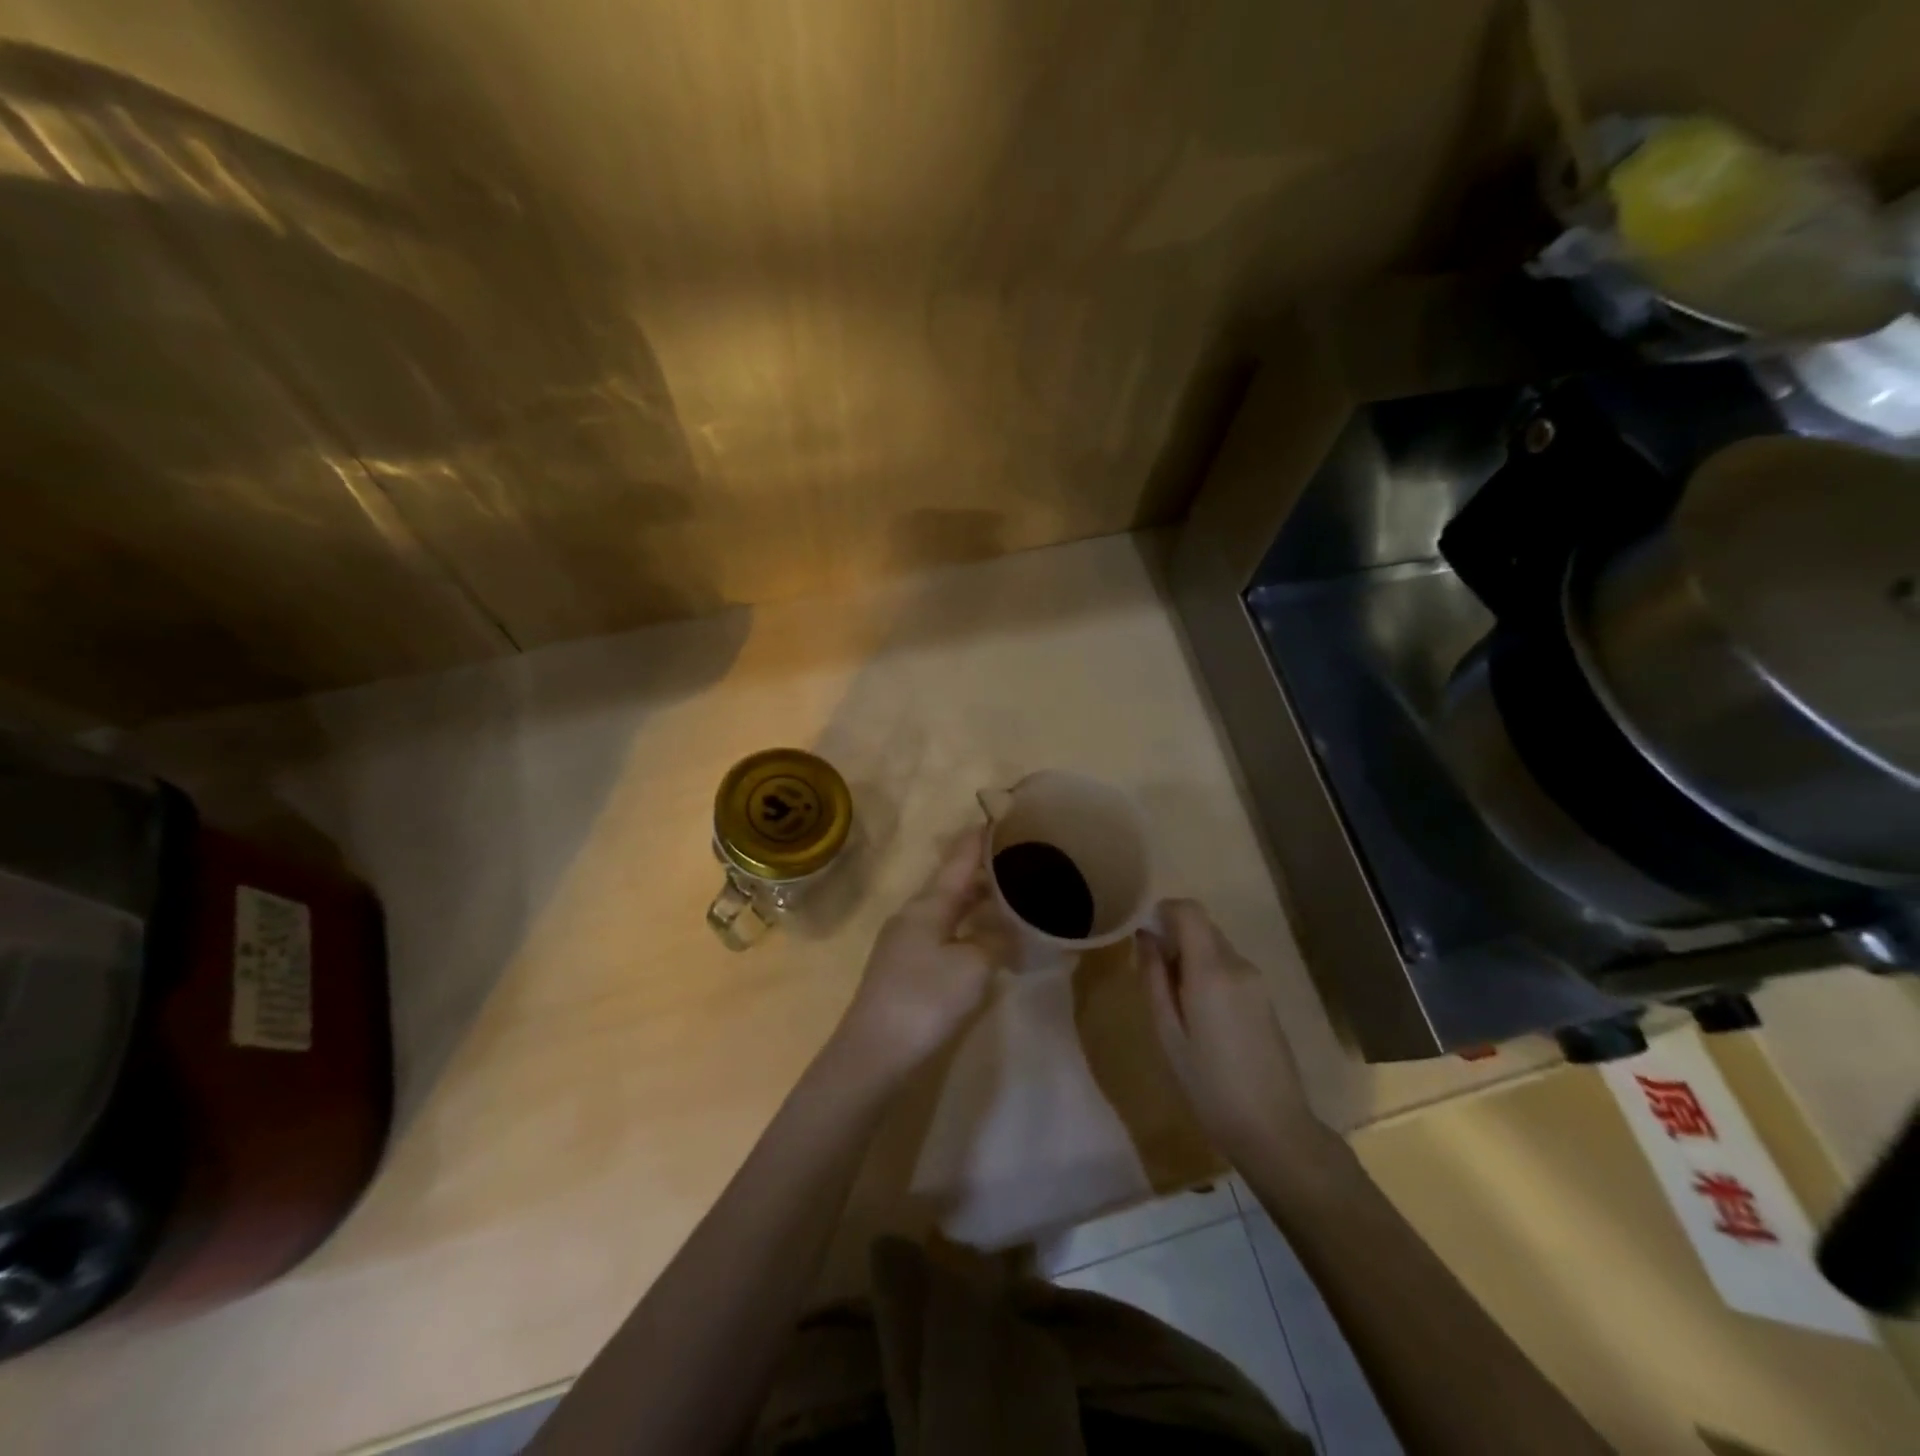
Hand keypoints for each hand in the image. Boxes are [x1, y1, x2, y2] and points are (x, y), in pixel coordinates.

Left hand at [833, 827, 994, 1082]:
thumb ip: (996, 942)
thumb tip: (1010, 932)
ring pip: (949, 908)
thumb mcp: (972, 967)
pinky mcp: (907, 967)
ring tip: (1011, 894)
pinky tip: (985, 937)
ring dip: (977, 899)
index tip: (1003, 815)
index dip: (981, 837)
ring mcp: (907, 941)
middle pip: (954, 882)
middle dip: (985, 869)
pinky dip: (968, 925)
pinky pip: (945, 931)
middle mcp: (915, 914)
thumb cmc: (924, 1000)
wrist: (873, 1053)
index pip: (959, 858)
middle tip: (1021, 858)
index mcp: (928, 904)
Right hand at [1141, 898, 1328, 1169]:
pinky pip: (1229, 968)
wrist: (1273, 1129)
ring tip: (1175, 1004)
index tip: (1144, 935)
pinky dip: (1209, 974)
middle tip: (1153, 976)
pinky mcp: (1265, 998)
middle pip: (1202, 927)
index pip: (1189, 911)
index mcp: (1212, 970)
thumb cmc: (1209, 1084)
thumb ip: (1154, 978)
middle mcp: (1238, 965)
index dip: (1163, 911)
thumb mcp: (1168, 1033)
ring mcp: (1257, 981)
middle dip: (1174, 938)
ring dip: (1191, 958)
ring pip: (1216, 947)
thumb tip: (1145, 937)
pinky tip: (1201, 1017)